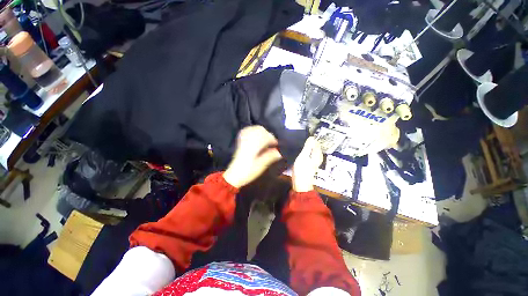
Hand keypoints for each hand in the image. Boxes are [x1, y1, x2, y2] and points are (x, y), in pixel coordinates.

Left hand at [223, 126, 282, 187]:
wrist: (234, 175)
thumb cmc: (248, 172)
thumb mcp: (261, 166)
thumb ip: (270, 156)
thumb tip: (279, 152)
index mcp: (254, 146)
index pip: (265, 137)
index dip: (272, 139)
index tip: (276, 144)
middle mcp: (248, 140)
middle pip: (260, 130)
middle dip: (268, 134)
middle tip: (271, 142)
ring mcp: (243, 140)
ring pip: (253, 129)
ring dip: (261, 132)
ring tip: (265, 138)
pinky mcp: (240, 142)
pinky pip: (246, 131)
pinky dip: (253, 130)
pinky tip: (256, 135)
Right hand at [292, 137, 322, 191]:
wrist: (300, 183)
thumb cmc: (301, 170)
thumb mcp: (303, 156)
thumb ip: (307, 147)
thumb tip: (311, 137)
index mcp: (317, 154)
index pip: (316, 142)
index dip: (310, 138)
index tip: (302, 135)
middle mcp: (318, 156)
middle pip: (314, 146)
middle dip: (308, 142)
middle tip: (299, 139)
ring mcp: (314, 160)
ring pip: (311, 150)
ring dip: (306, 146)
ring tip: (298, 144)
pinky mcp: (310, 163)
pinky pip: (309, 154)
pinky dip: (305, 151)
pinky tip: (300, 151)